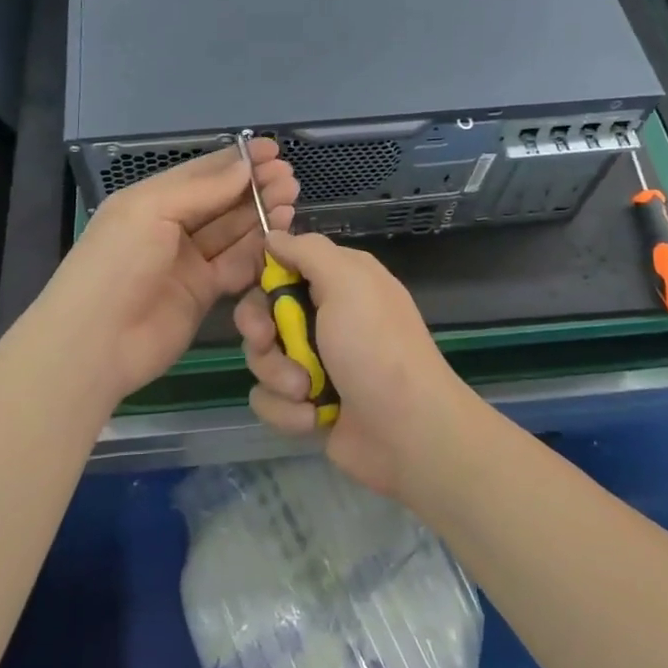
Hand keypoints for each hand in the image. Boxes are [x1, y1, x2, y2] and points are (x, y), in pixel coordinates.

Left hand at [30, 139, 296, 406]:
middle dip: (255, 186)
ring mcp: (188, 261)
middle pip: (222, 200)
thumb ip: (202, 189)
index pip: (202, 172)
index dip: (238, 160)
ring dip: (261, 215)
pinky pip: (236, 265)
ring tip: (291, 201)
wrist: (95, 343)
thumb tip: (244, 165)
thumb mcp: (152, 211)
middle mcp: (171, 226)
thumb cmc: (117, 263)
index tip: (274, 150)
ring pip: (233, 231)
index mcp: (152, 199)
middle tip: (290, 178)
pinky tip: (280, 236)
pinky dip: (258, 251)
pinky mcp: (202, 293)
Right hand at [237, 230, 471, 498]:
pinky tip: (314, 417)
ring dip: (278, 376)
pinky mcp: (307, 403)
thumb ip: (308, 252)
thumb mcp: (348, 282)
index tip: (259, 291)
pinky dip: (286, 410)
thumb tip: (274, 235)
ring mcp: (315, 362)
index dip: (263, 279)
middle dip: (261, 332)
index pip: (283, 266)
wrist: (408, 432)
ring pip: (261, 358)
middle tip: (268, 342)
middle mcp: (325, 317)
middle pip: (263, 313)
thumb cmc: (376, 347)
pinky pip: (269, 399)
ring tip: (306, 390)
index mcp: (338, 282)